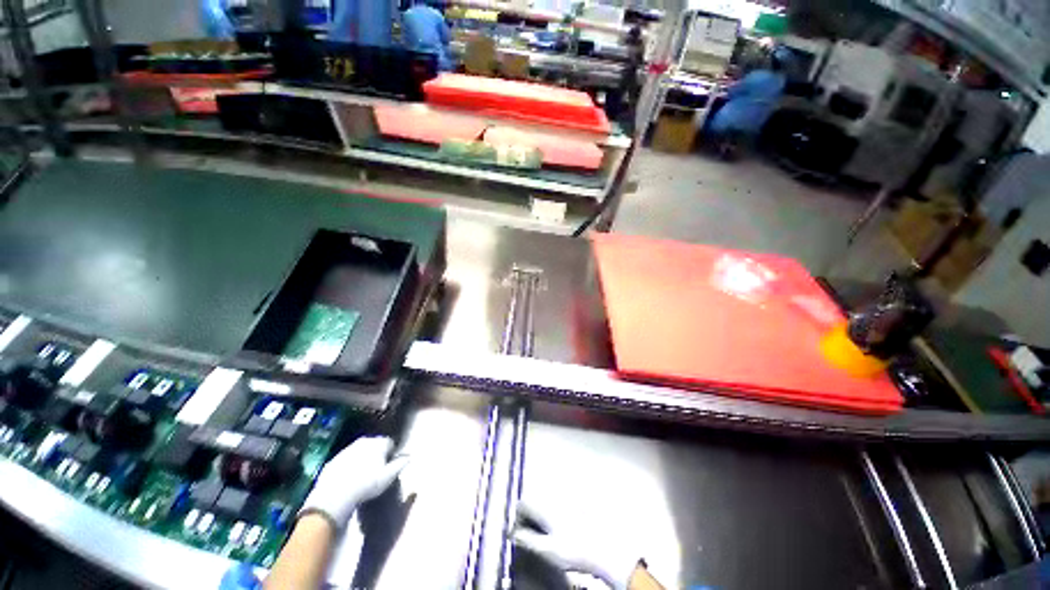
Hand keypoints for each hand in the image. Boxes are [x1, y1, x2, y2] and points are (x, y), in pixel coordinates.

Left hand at [298, 436, 408, 529]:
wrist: (334, 495)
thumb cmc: (367, 484)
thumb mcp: (388, 476)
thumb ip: (400, 464)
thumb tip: (409, 456)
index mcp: (379, 442)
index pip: (390, 443)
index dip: (391, 455)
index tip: (388, 467)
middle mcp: (364, 441)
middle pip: (374, 445)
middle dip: (376, 455)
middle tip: (375, 472)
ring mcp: (347, 449)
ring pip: (359, 451)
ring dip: (362, 459)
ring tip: (362, 476)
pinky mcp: (334, 459)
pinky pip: (346, 460)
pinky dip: (349, 466)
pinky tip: (348, 479)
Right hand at [513, 503, 638, 589]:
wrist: (608, 546)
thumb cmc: (575, 549)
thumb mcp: (547, 550)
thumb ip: (527, 540)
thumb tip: (513, 534)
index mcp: (544, 504)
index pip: (522, 504)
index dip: (518, 519)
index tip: (520, 533)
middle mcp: (555, 494)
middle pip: (535, 498)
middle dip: (532, 514)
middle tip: (535, 532)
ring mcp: (569, 495)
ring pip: (549, 498)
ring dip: (545, 511)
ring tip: (551, 530)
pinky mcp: (581, 499)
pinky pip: (563, 499)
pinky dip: (559, 510)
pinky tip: (567, 525)